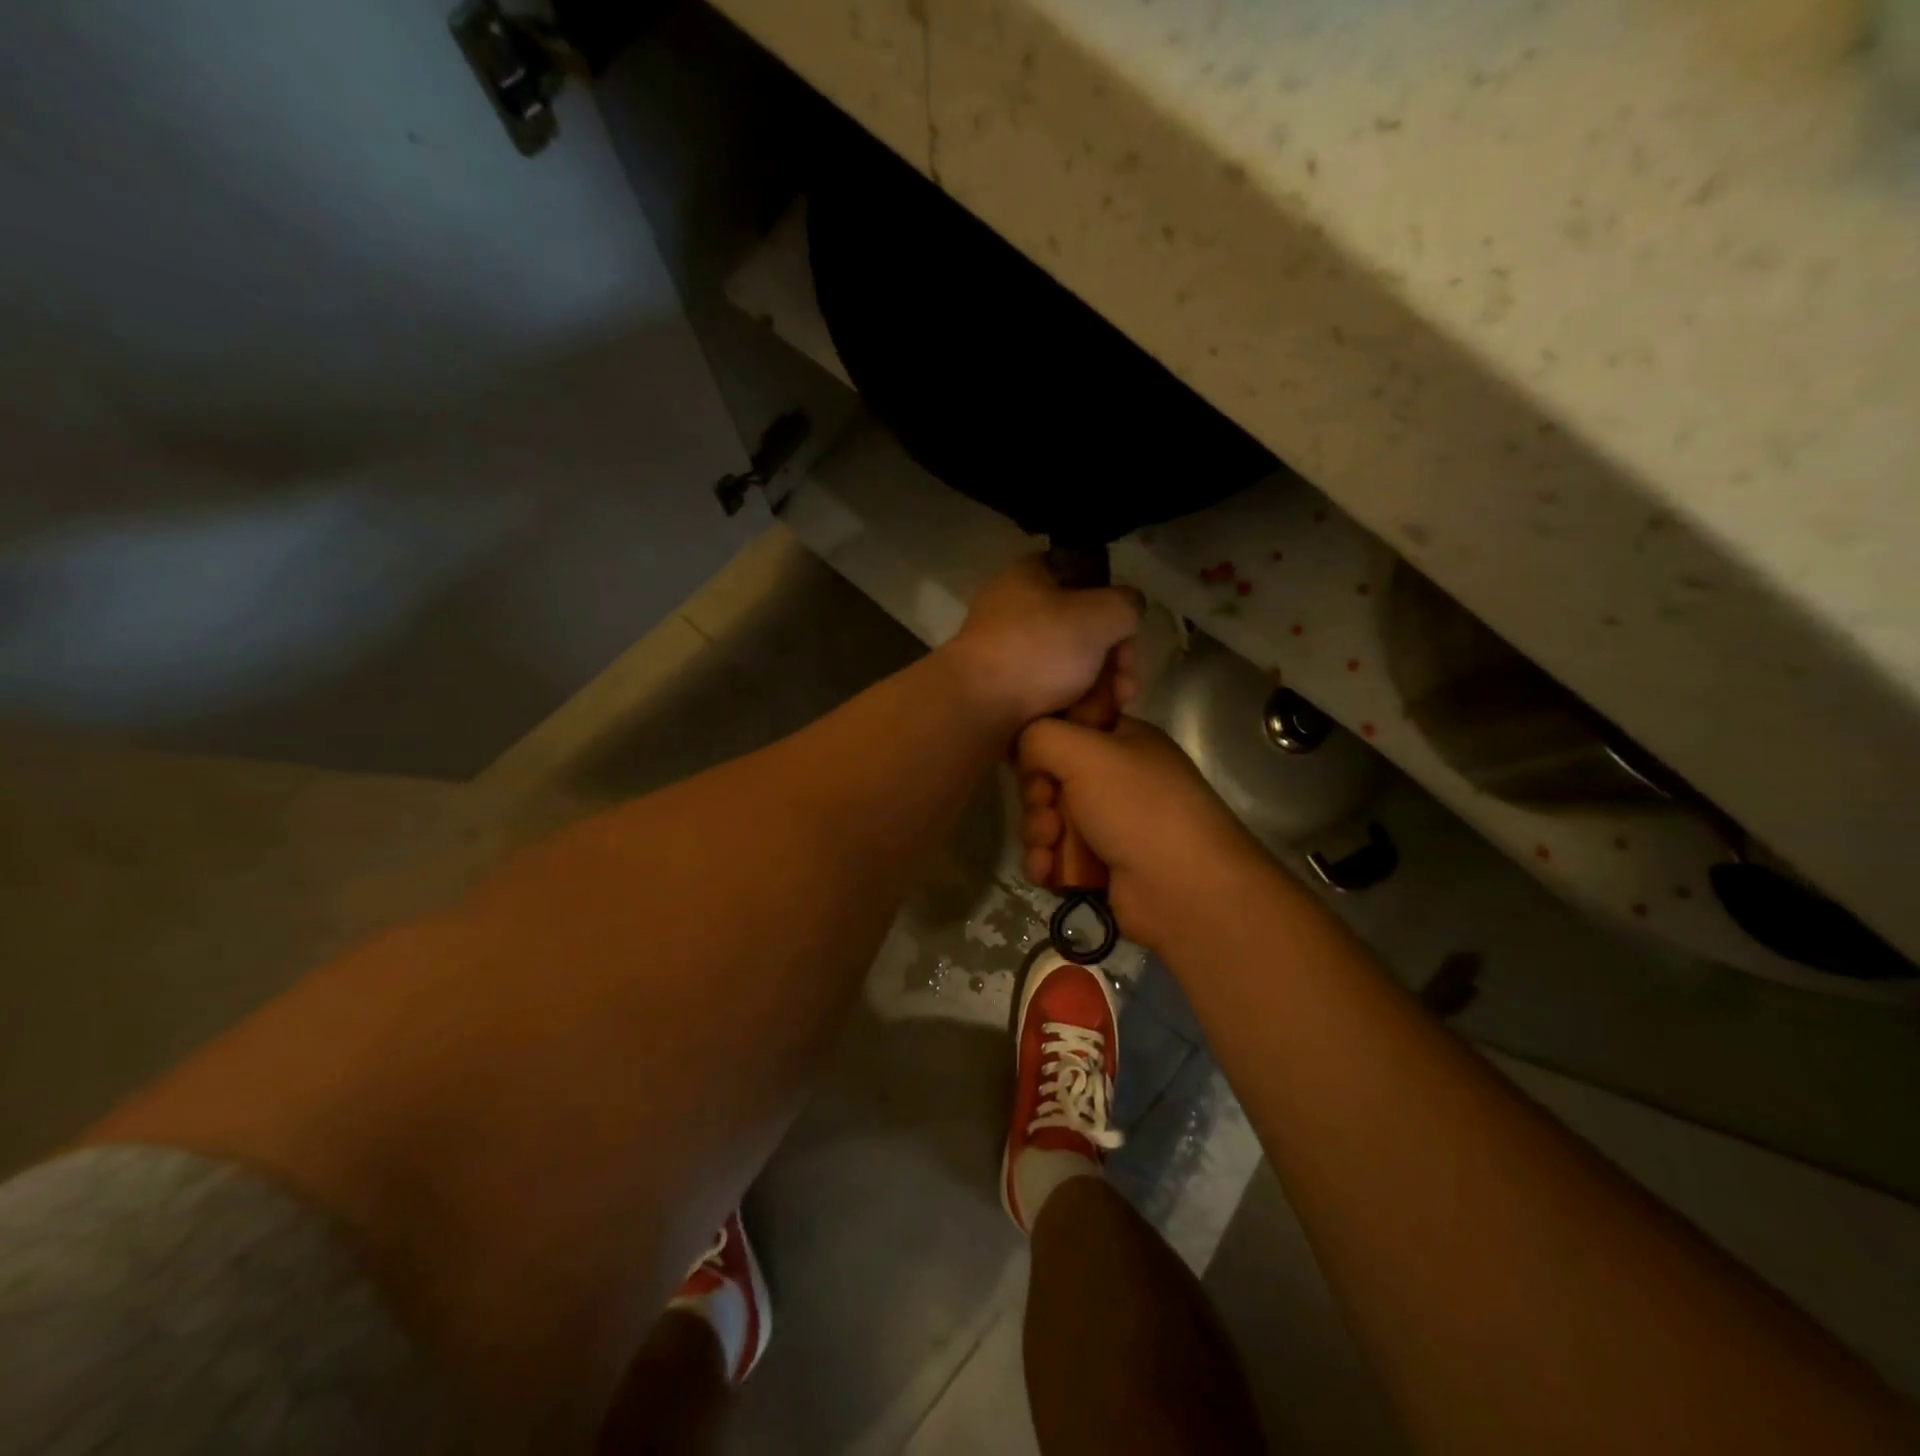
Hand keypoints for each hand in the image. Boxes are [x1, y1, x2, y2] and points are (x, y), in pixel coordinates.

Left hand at [942, 557, 1140, 724]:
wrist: (979, 706)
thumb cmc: (1040, 648)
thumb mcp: (1100, 614)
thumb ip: (1126, 604)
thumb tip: (1128, 610)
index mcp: (1030, 576)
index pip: (1084, 578)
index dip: (1113, 606)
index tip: (1128, 636)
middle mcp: (1015, 609)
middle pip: (1081, 629)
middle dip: (1112, 661)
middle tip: (1125, 687)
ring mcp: (1006, 651)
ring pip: (1068, 666)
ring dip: (1097, 688)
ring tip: (1108, 711)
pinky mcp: (1002, 689)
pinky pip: (1048, 692)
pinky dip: (1069, 705)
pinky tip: (1085, 722)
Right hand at [1018, 716, 1268, 954]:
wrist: (1182, 889)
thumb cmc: (1137, 807)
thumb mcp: (1085, 751)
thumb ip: (1040, 736)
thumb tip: (1024, 753)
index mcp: (1124, 740)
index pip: (1070, 726)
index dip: (1044, 741)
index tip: (1032, 756)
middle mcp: (1117, 779)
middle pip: (1051, 776)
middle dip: (1037, 794)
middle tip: (1045, 806)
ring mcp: (1109, 825)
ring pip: (1048, 818)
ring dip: (1038, 831)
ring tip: (1048, 846)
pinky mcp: (1099, 866)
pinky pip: (1055, 855)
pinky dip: (1046, 862)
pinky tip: (1046, 871)